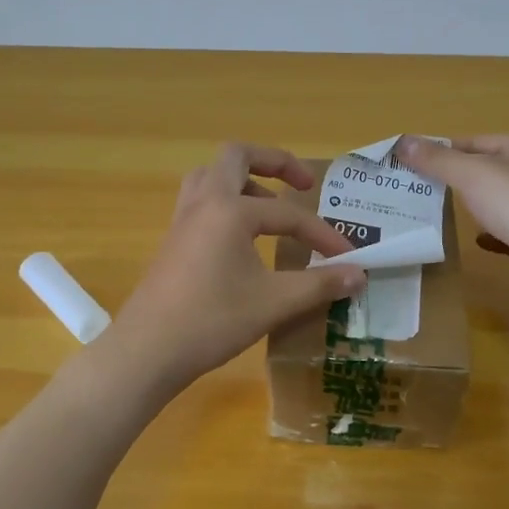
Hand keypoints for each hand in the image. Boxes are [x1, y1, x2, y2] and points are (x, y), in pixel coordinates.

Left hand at [100, 144, 367, 395]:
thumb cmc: (212, 321)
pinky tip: (242, 240)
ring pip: (211, 177)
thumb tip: (360, 274)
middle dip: (273, 162)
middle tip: (302, 185)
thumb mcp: (274, 302)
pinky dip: (225, 204)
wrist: (148, 350)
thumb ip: (319, 284)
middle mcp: (203, 203)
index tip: (347, 257)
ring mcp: (182, 221)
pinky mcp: (172, 242)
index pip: (287, 214)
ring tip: (270, 207)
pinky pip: (200, 203)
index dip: (322, 233)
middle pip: (236, 157)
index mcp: (229, 210)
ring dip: (244, 181)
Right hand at [395, 135, 508, 308]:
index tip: (418, 163)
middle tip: (423, 188)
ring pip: (498, 201)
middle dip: (458, 179)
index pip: (478, 142)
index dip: (447, 150)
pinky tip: (474, 238)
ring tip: (442, 211)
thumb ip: (436, 160)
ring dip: (474, 205)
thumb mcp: (470, 174)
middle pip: (489, 170)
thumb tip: (402, 142)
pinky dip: (489, 232)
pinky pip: (507, 229)